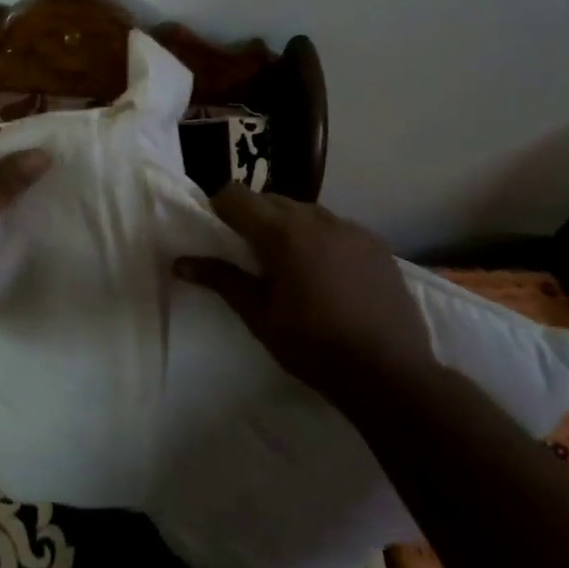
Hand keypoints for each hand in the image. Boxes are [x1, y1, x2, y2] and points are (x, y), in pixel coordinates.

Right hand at [173, 184, 432, 393]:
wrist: (389, 371)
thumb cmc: (313, 346)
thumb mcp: (259, 315)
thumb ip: (221, 280)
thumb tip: (179, 262)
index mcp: (282, 233)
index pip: (237, 196)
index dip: (220, 207)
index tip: (215, 230)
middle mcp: (317, 219)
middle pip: (271, 199)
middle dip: (253, 216)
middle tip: (247, 252)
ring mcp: (351, 229)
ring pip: (306, 211)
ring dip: (288, 225)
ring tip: (289, 263)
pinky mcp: (376, 244)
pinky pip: (337, 227)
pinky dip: (321, 238)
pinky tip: (326, 272)